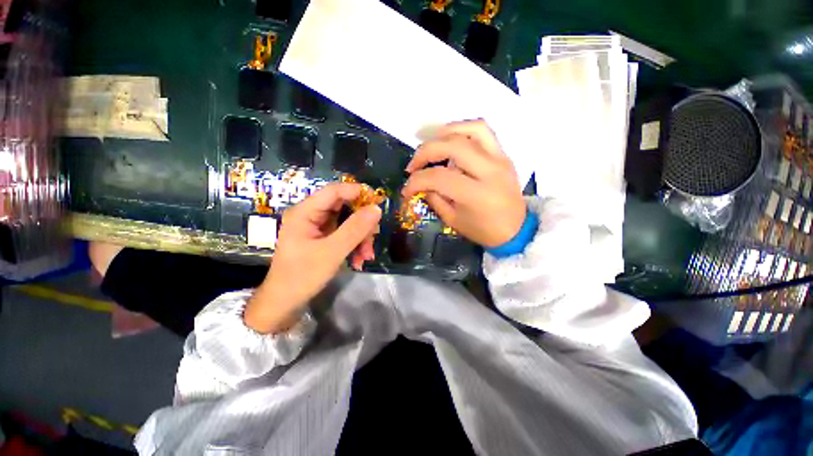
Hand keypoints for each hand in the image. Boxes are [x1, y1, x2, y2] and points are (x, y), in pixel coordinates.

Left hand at [244, 183, 381, 333]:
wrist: (286, 303)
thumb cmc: (303, 276)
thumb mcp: (332, 252)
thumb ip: (355, 229)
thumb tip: (376, 208)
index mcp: (305, 212)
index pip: (334, 191)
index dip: (357, 192)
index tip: (378, 201)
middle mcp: (311, 215)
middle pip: (344, 207)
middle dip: (362, 224)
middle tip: (373, 238)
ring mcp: (317, 227)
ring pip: (348, 222)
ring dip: (361, 237)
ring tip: (366, 256)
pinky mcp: (323, 238)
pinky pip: (345, 234)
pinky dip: (355, 244)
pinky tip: (359, 260)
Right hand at [403, 120, 525, 247]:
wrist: (516, 230)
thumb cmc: (483, 230)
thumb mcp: (453, 220)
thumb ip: (434, 198)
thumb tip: (421, 183)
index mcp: (477, 194)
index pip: (439, 177)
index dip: (416, 181)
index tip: (406, 189)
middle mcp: (490, 171)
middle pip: (452, 146)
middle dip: (425, 152)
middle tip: (413, 165)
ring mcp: (500, 159)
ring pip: (470, 130)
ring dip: (444, 134)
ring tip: (431, 147)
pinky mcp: (504, 154)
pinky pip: (484, 131)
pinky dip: (463, 129)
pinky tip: (451, 140)